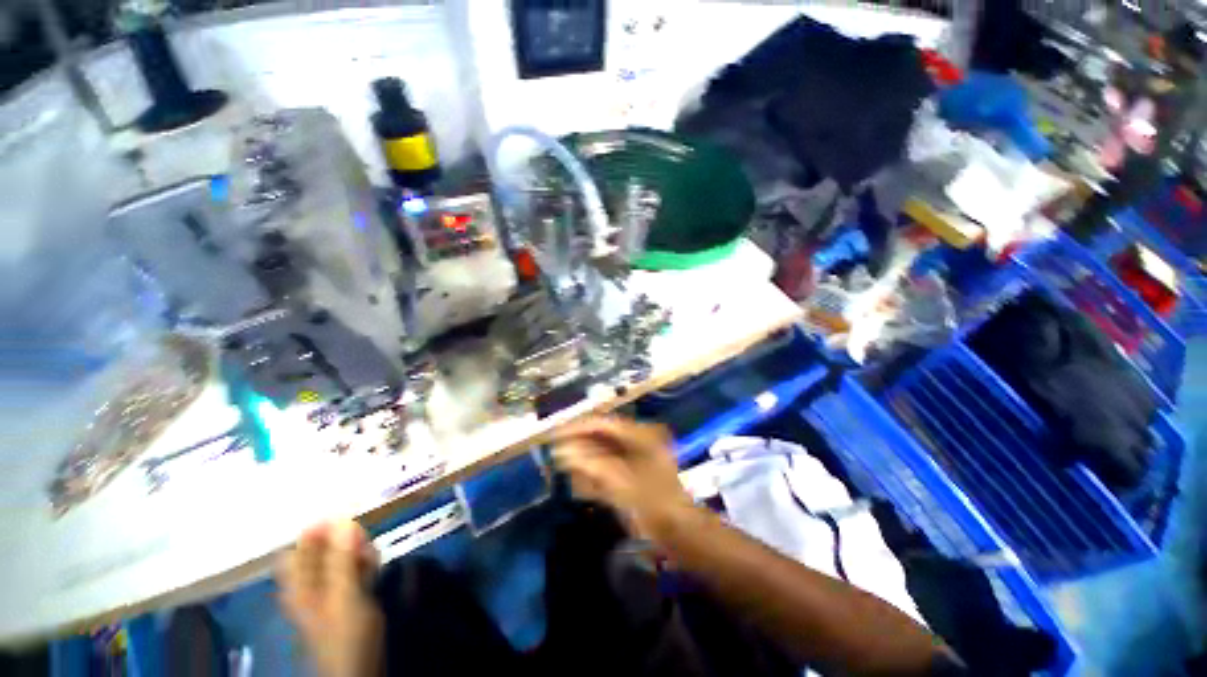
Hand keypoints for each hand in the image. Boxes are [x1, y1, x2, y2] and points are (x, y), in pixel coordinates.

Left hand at [277, 520, 383, 676]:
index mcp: (300, 585)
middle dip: (342, 538)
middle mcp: (312, 585)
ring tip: (370, 551)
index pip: (297, 548)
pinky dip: (364, 562)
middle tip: (362, 535)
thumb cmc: (344, 634)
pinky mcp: (349, 596)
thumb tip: (343, 519)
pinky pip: (354, 570)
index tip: (343, 514)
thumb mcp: (344, 595)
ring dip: (356, 550)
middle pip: (321, 551)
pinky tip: (375, 561)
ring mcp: (331, 591)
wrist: (360, 668)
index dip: (315, 531)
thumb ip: (342, 559)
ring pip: (341, 559)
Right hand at [552, 416, 695, 541]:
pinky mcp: (632, 478)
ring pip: (603, 454)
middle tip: (554, 450)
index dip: (578, 428)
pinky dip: (593, 475)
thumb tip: (563, 451)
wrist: (681, 534)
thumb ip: (591, 465)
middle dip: (579, 444)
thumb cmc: (654, 504)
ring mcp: (636, 461)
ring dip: (583, 460)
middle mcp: (638, 443)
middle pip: (602, 438)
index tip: (556, 434)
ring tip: (561, 463)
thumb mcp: (621, 482)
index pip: (603, 424)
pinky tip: (577, 480)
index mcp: (640, 435)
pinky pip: (608, 471)